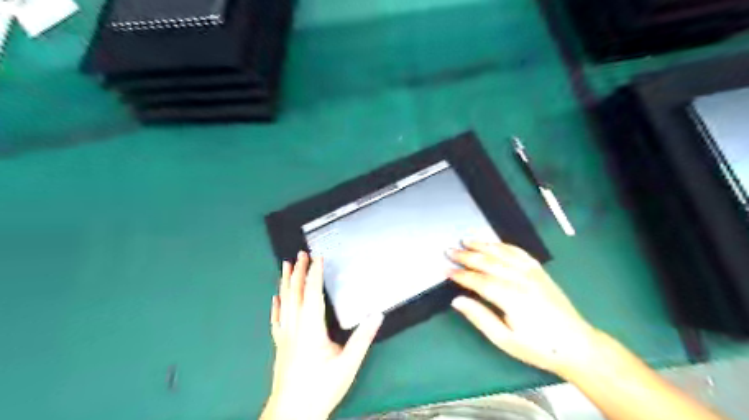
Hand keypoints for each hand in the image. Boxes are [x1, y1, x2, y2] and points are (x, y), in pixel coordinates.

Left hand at [262, 252, 382, 419]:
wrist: (292, 413)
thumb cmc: (321, 387)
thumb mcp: (348, 364)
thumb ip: (362, 338)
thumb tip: (377, 314)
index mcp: (311, 328)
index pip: (312, 293)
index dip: (315, 273)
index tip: (318, 257)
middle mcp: (295, 327)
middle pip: (295, 293)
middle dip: (298, 271)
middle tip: (300, 254)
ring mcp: (284, 335)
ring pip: (284, 302)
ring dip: (286, 282)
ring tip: (286, 266)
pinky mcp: (279, 344)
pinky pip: (276, 319)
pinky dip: (276, 305)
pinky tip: (275, 297)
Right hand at [446, 242, 600, 376]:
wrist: (577, 345)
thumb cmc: (538, 347)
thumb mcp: (505, 340)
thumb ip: (479, 317)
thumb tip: (457, 301)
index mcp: (512, 297)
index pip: (479, 281)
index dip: (460, 275)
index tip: (445, 270)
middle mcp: (521, 279)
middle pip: (488, 262)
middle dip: (466, 256)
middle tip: (449, 251)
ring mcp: (532, 273)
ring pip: (502, 253)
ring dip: (482, 245)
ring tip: (466, 240)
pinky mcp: (540, 271)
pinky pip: (519, 252)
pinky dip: (503, 245)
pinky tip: (494, 243)